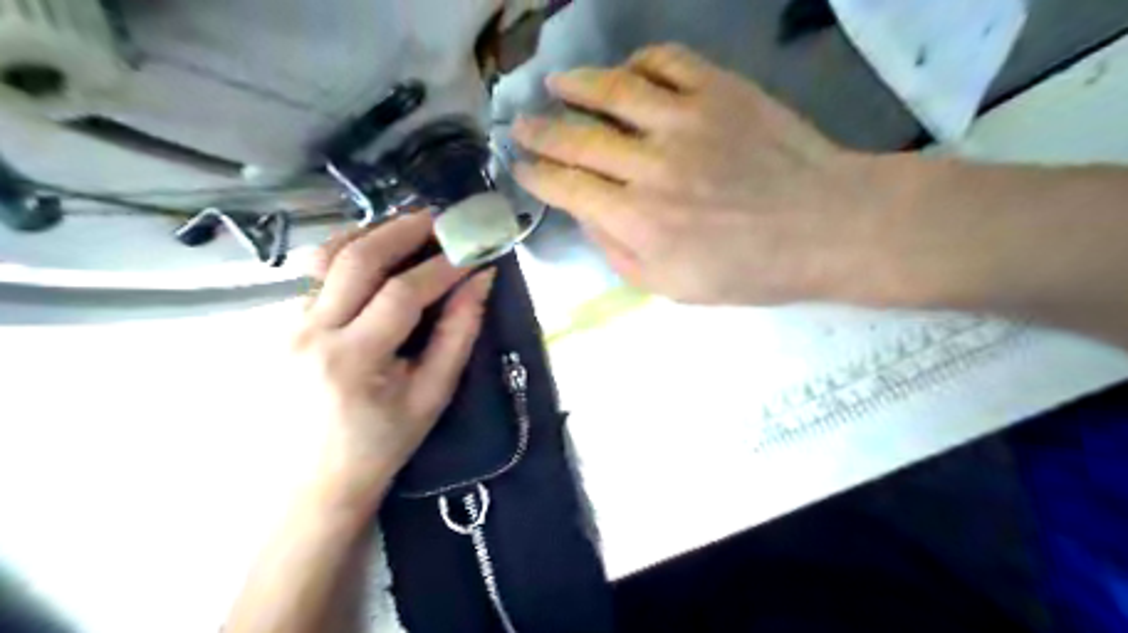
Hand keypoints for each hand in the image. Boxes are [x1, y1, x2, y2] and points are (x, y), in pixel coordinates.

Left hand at [296, 214, 492, 512]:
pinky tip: (374, 255)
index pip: (404, 292)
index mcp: (354, 360)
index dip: (444, 265)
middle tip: (439, 217)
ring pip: (326, 259)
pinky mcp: (278, 327)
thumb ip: (458, 334)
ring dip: (370, 234)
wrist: (309, 488)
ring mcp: (286, 327)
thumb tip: (481, 282)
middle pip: (357, 259)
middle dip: (403, 230)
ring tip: (406, 227)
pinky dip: (349, 256)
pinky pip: (315, 277)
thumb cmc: (380, 448)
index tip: (473, 249)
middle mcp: (311, 333)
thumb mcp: (431, 397)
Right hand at [512, 42, 903, 304]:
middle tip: (520, 125)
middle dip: (539, 131)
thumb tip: (585, 215)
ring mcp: (685, 121)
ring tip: (555, 84)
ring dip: (575, 85)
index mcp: (638, 220)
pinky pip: (666, 62)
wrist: (826, 226)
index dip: (535, 175)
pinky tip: (626, 74)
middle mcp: (651, 166)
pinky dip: (637, 63)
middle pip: (577, 138)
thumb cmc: (749, 269)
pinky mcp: (719, 91)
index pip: (566, 188)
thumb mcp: (672, 287)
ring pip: (613, 91)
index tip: (520, 167)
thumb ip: (618, 253)